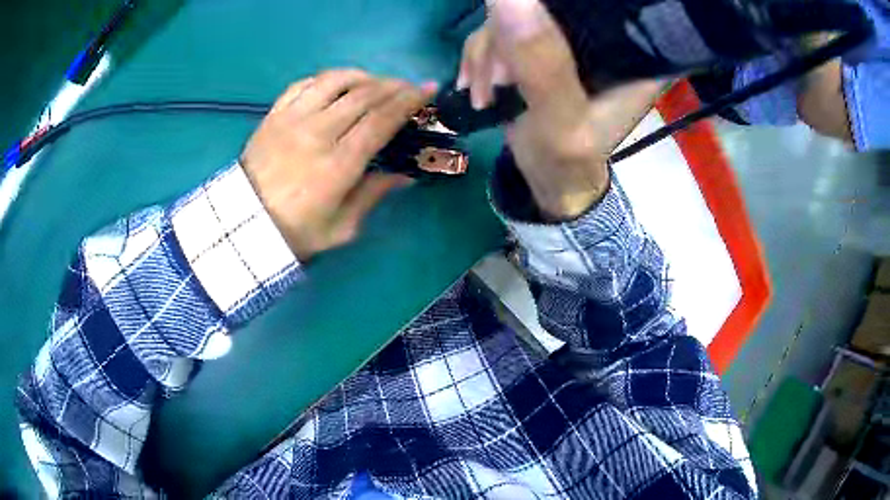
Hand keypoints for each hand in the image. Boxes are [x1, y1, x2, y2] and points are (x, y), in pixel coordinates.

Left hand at [241, 70, 435, 260]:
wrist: (244, 226)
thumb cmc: (295, 232)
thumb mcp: (341, 228)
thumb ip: (373, 196)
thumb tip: (404, 175)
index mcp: (338, 164)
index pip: (381, 120)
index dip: (409, 101)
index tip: (427, 89)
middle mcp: (317, 133)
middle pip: (363, 95)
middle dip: (393, 85)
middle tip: (407, 87)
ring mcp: (292, 119)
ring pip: (335, 81)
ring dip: (362, 76)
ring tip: (375, 83)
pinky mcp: (274, 114)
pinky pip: (304, 83)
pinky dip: (327, 78)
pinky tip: (337, 85)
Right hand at [458, 0, 662, 218]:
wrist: (550, 179)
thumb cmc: (566, 161)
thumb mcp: (560, 119)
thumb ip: (540, 62)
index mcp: (631, 55)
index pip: (595, 9)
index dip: (547, 15)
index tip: (519, 55)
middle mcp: (605, 39)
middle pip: (549, 9)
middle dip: (508, 39)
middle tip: (497, 82)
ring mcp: (570, 39)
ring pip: (517, 14)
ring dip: (489, 53)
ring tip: (485, 94)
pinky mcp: (544, 44)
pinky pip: (503, 29)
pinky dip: (482, 56)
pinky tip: (478, 84)